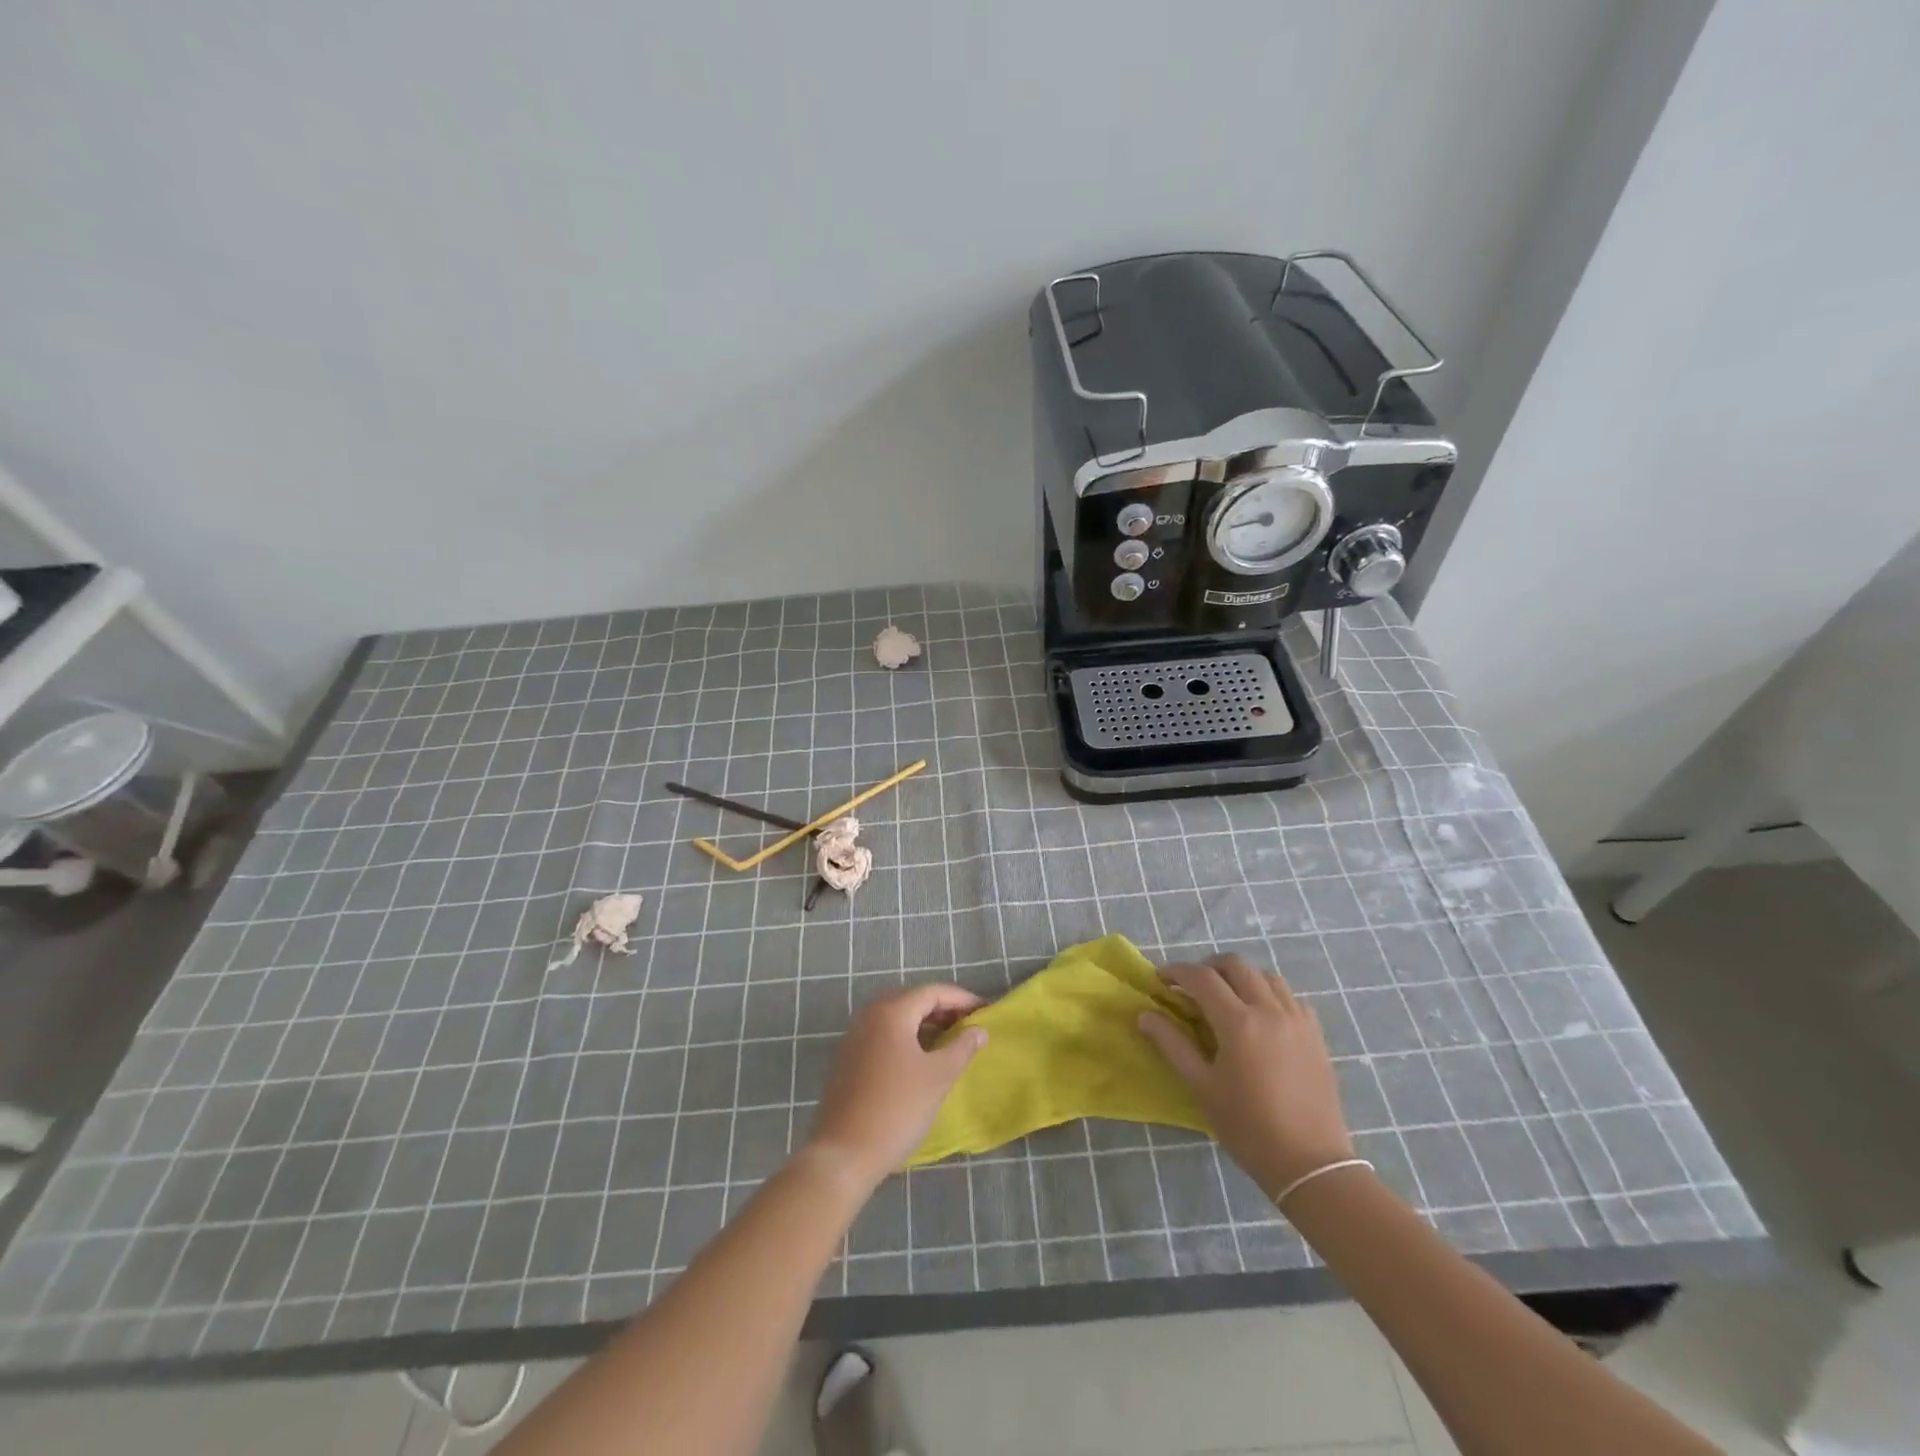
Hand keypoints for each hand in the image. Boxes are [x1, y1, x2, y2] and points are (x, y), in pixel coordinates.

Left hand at [807, 983, 986, 1190]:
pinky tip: (919, 1060)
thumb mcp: (939, 1077)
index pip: (932, 992)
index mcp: (891, 1012)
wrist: (845, 1153)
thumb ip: (962, 1048)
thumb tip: (979, 1030)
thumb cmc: (897, 1108)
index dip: (961, 999)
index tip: (985, 1011)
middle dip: (942, 1009)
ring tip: (948, 1042)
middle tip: (967, 1025)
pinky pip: (883, 1035)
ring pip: (896, 1018)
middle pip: (912, 1000)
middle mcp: (869, 1016)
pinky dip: (905, 1038)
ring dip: (923, 1024)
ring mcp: (854, 1037)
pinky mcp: (847, 1059)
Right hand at [1138, 953, 1354, 1200]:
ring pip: (1266, 975)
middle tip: (1192, 988)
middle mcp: (1270, 1010)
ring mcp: (1297, 1019)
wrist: (1310, 1163)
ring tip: (1227, 999)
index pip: (1201, 978)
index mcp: (1238, 1022)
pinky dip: (1270, 994)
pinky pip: (1291, 997)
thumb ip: (1172, 1045)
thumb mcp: (1202, 1087)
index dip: (1177, 972)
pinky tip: (1261, 1017)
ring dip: (1241, 977)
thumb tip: (1145, 1015)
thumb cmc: (1248, 1127)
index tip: (1161, 980)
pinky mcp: (1316, 1034)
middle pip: (1235, 965)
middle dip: (1208, 968)